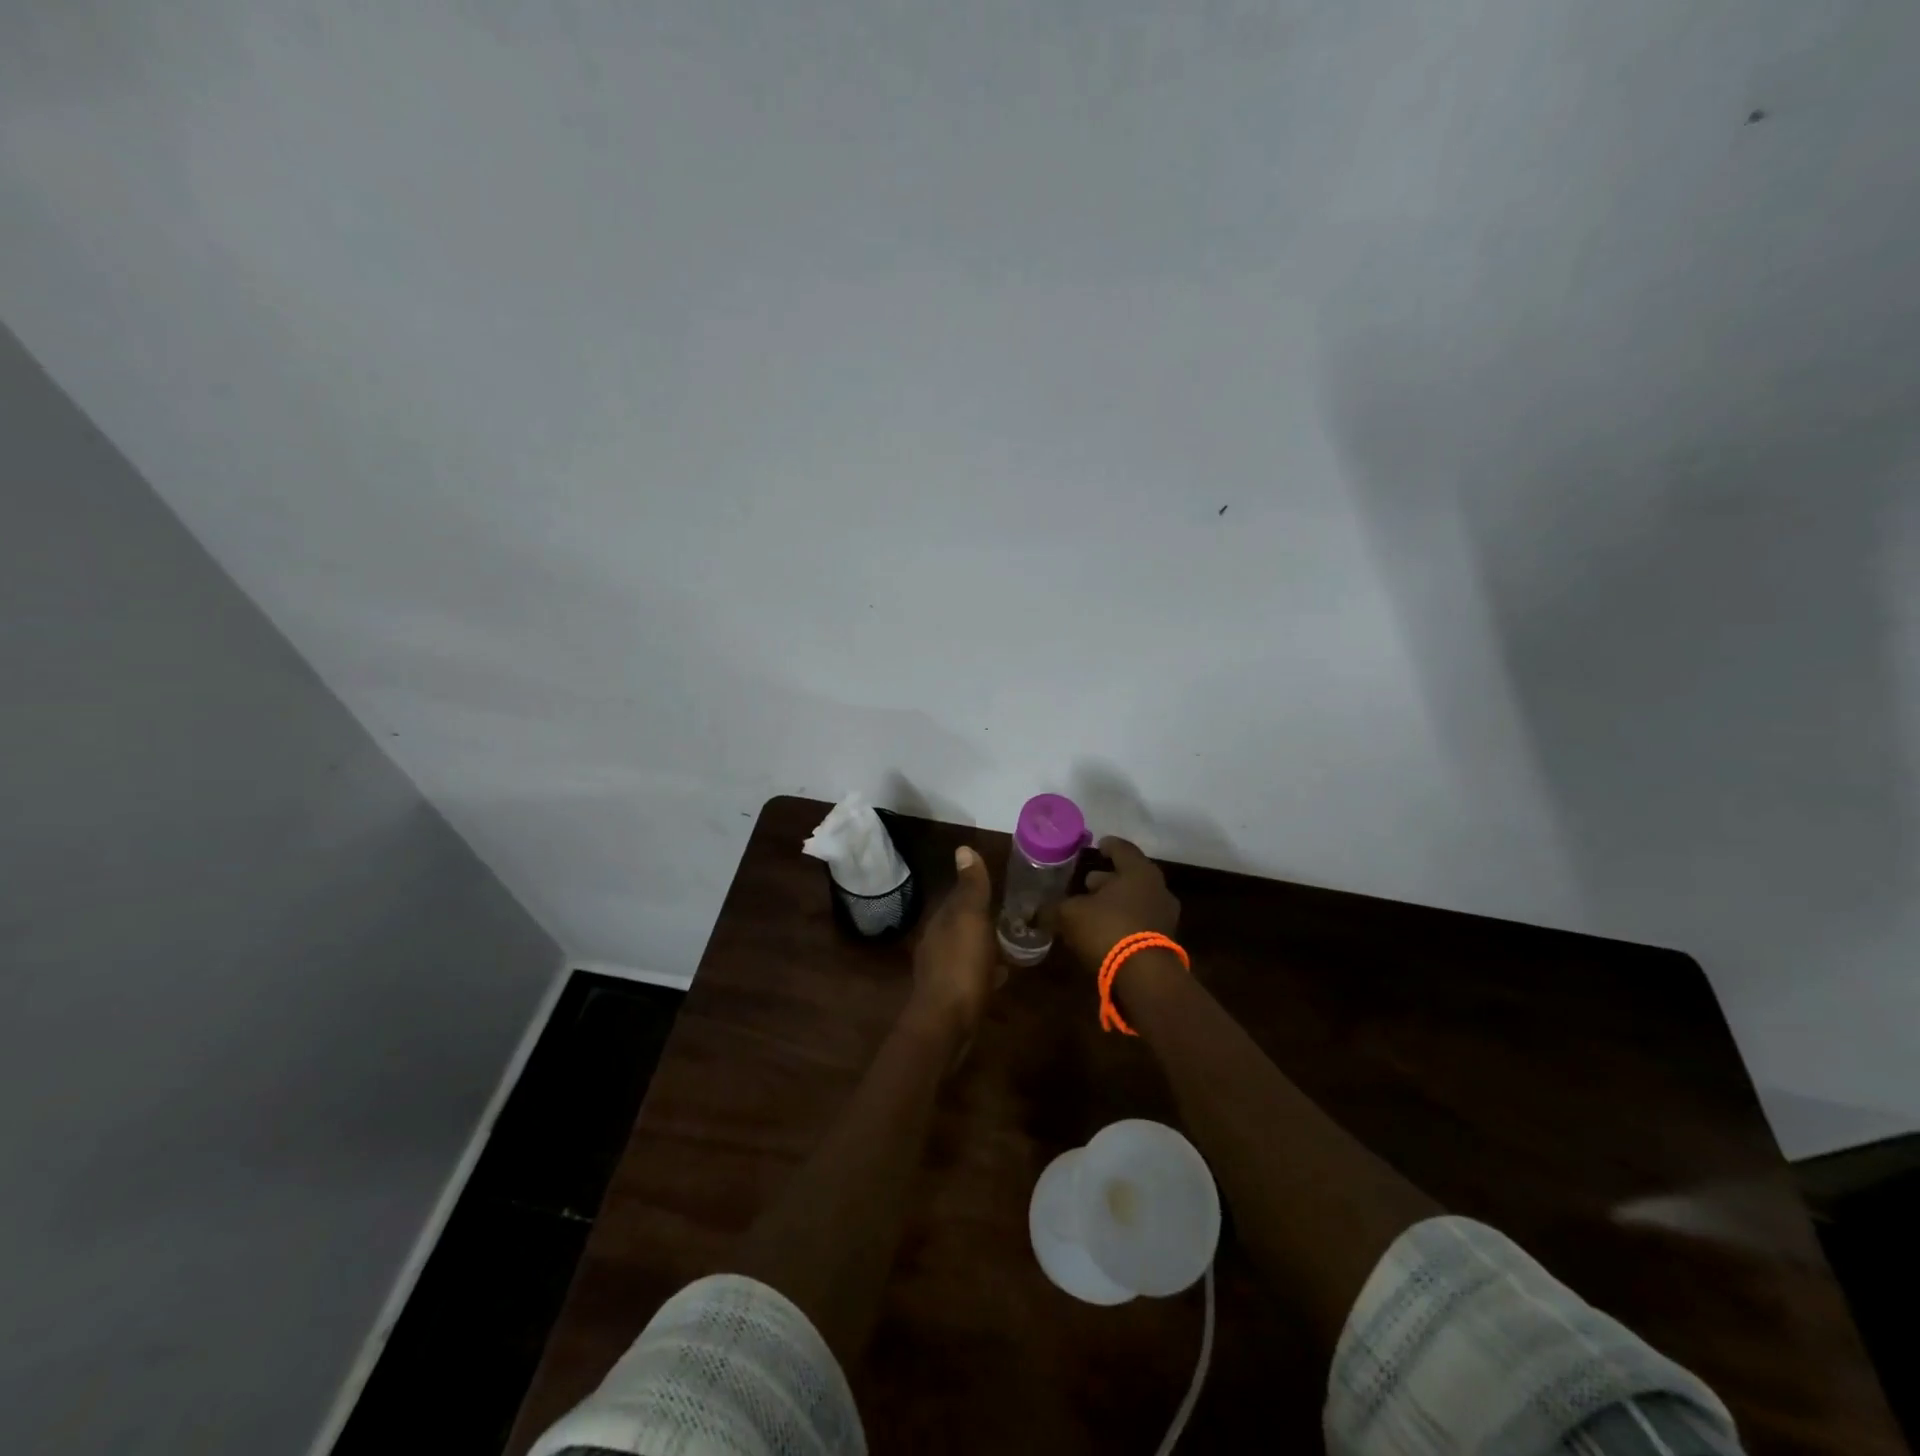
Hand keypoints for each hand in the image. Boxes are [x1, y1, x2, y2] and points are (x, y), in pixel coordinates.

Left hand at [907, 845, 1003, 1039]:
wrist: (946, 1023)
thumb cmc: (962, 965)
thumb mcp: (971, 919)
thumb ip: (970, 888)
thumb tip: (962, 848)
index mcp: (940, 922)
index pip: (956, 899)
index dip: (975, 893)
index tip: (1000, 890)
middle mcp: (936, 943)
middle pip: (961, 925)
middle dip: (981, 920)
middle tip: (1011, 917)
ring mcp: (941, 972)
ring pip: (966, 949)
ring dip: (983, 945)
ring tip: (1010, 944)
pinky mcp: (951, 997)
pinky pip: (971, 974)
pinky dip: (985, 970)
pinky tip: (1001, 975)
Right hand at [1057, 837, 1180, 973]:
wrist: (1145, 977)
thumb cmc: (1108, 929)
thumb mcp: (1071, 915)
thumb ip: (1054, 908)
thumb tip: (1034, 911)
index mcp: (1138, 872)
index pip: (1122, 849)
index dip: (1108, 846)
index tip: (1097, 846)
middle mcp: (1157, 888)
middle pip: (1130, 876)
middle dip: (1108, 879)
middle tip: (1087, 882)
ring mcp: (1164, 916)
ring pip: (1136, 900)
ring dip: (1115, 902)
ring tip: (1092, 909)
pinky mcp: (1164, 941)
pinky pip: (1140, 922)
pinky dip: (1123, 921)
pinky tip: (1104, 931)